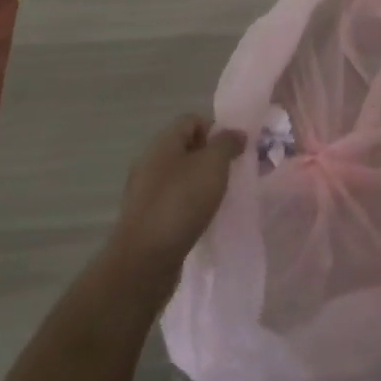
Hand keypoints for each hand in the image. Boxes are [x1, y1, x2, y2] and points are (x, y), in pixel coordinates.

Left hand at [108, 114, 245, 301]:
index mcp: (162, 143)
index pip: (192, 120)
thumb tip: (235, 134)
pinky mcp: (146, 218)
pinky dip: (190, 205)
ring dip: (201, 183)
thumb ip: (227, 144)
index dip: (216, 129)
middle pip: (186, 148)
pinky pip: (173, 201)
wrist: (145, 260)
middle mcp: (150, 162)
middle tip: (232, 174)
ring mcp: (145, 191)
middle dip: (211, 157)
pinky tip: (202, 219)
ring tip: (220, 198)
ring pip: (180, 176)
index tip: (234, 150)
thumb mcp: (213, 165)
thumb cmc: (181, 203)